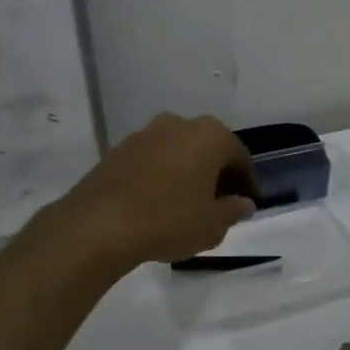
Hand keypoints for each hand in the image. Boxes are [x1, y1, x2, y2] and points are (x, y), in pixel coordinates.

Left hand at [53, 113, 259, 268]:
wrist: (101, 223)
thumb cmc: (170, 220)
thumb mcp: (212, 225)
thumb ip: (232, 211)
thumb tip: (243, 203)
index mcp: (210, 135)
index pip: (240, 157)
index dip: (247, 183)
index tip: (249, 204)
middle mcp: (178, 124)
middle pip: (207, 149)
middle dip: (217, 174)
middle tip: (221, 204)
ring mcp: (145, 134)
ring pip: (178, 152)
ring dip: (187, 173)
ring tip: (188, 205)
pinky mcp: (118, 149)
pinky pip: (152, 161)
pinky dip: (162, 176)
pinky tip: (159, 203)